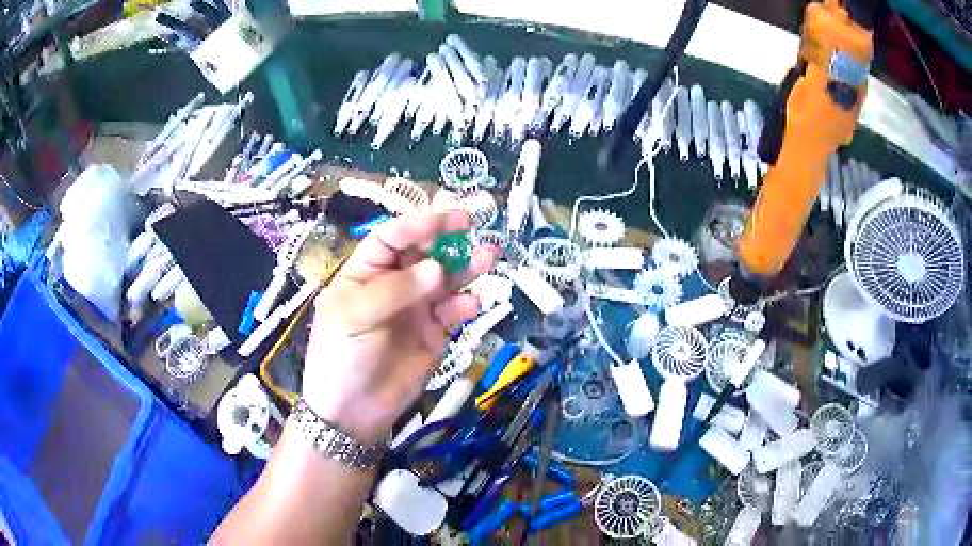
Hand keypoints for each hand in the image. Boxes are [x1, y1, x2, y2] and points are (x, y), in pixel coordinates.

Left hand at [302, 211, 493, 443]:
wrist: (352, 411)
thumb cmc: (341, 355)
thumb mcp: (353, 317)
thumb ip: (395, 291)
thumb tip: (437, 269)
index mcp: (366, 272)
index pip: (392, 237)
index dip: (418, 224)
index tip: (446, 219)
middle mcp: (394, 284)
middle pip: (424, 252)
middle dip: (447, 238)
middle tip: (472, 226)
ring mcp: (417, 308)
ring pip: (446, 279)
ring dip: (467, 266)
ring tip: (488, 257)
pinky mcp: (436, 333)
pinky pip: (454, 312)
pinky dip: (465, 304)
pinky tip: (471, 304)